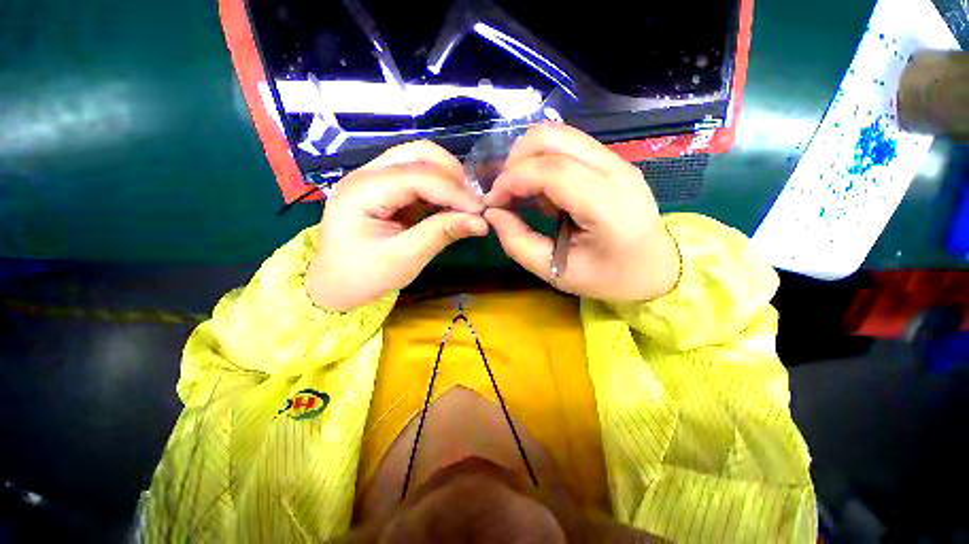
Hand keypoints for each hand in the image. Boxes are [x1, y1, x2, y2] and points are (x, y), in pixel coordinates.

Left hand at [308, 141, 487, 311]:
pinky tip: (450, 206)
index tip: (481, 211)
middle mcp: (367, 175)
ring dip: (447, 179)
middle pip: (418, 154)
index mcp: (362, 191)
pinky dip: (439, 189)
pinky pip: (418, 178)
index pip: (418, 176)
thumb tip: (481, 222)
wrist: (334, 286)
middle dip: (452, 175)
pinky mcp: (385, 189)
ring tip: (464, 205)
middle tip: (472, 204)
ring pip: (419, 160)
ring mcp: (375, 179)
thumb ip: (441, 234)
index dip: (454, 191)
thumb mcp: (404, 259)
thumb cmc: (363, 276)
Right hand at [483, 123, 679, 302]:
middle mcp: (616, 171)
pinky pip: (568, 145)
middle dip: (517, 160)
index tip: (493, 201)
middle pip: (555, 137)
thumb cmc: (609, 278)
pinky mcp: (612, 161)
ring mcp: (617, 161)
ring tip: (522, 193)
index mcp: (608, 206)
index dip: (513, 179)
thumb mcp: (557, 273)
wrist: (657, 269)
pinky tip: (543, 192)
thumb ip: (519, 243)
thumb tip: (493, 213)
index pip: (552, 171)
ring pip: (560, 134)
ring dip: (529, 158)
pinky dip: (543, 161)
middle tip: (505, 192)